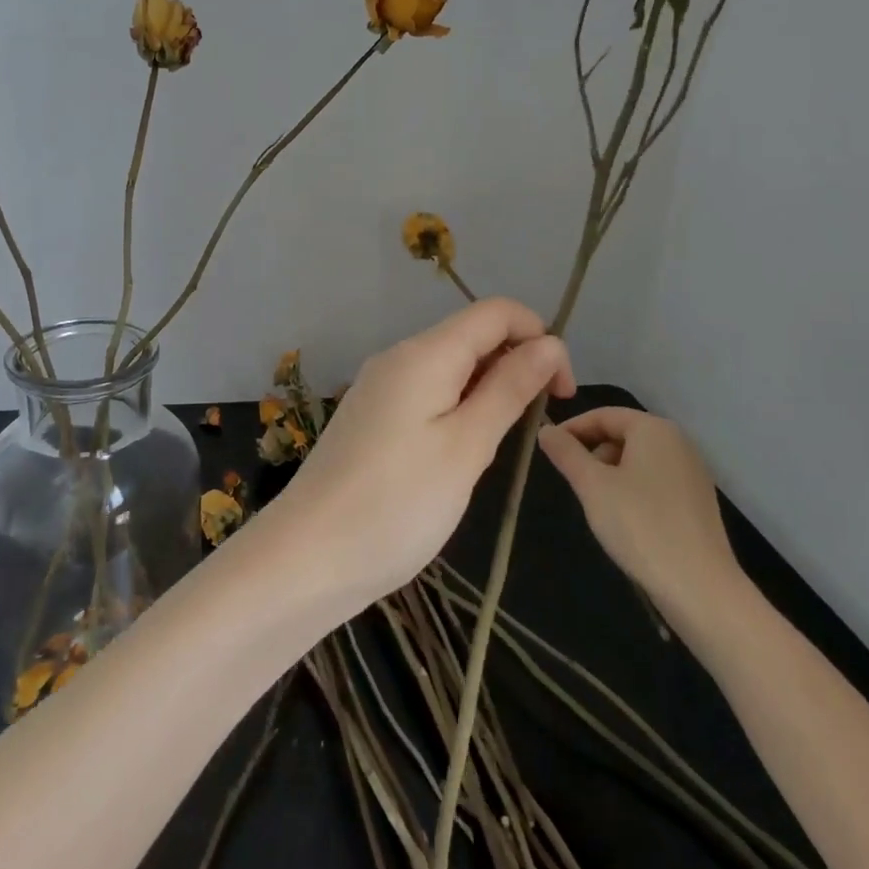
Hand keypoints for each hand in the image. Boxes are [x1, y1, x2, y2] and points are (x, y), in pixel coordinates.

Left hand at [258, 298, 573, 617]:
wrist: (308, 556)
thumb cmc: (398, 504)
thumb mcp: (467, 447)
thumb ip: (509, 389)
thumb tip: (549, 343)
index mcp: (424, 353)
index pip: (496, 312)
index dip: (539, 337)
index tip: (560, 393)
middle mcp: (399, 356)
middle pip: (472, 336)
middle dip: (515, 367)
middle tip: (528, 431)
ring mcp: (380, 386)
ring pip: (452, 368)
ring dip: (487, 393)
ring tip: (489, 452)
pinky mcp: (371, 415)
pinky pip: (427, 393)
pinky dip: (457, 409)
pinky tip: (456, 457)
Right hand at [538, 407, 753, 641]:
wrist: (701, 589)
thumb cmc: (640, 526)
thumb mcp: (592, 486)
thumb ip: (566, 452)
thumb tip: (545, 429)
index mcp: (654, 429)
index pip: (603, 415)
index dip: (572, 428)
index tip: (549, 450)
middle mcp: (678, 442)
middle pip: (622, 434)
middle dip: (592, 452)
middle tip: (571, 481)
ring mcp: (692, 472)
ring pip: (637, 459)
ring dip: (610, 473)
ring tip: (595, 503)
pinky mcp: (697, 501)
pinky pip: (654, 481)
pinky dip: (632, 489)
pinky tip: (624, 519)